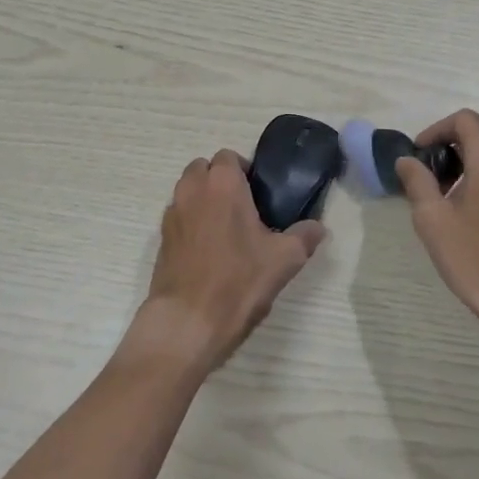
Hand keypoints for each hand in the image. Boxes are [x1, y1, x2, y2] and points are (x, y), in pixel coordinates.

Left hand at [129, 150, 325, 372]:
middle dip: (220, 181)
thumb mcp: (284, 260)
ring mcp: (172, 213)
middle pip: (204, 169)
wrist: (187, 322)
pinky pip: (179, 216)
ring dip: (204, 200)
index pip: (229, 156)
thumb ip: (305, 236)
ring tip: (227, 231)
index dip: (244, 171)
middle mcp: (192, 190)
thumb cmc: (238, 281)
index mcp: (222, 183)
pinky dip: (191, 223)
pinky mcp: (160, 239)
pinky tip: (208, 252)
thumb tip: (318, 227)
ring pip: (188, 191)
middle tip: (243, 209)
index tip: (259, 196)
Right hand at [396, 110, 478, 351]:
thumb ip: (417, 182)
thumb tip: (407, 161)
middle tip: (426, 182)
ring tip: (446, 203)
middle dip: (449, 152)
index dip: (436, 130)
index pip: (464, 120)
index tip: (418, 156)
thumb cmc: (476, 259)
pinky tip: (472, 220)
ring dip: (467, 169)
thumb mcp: (433, 220)